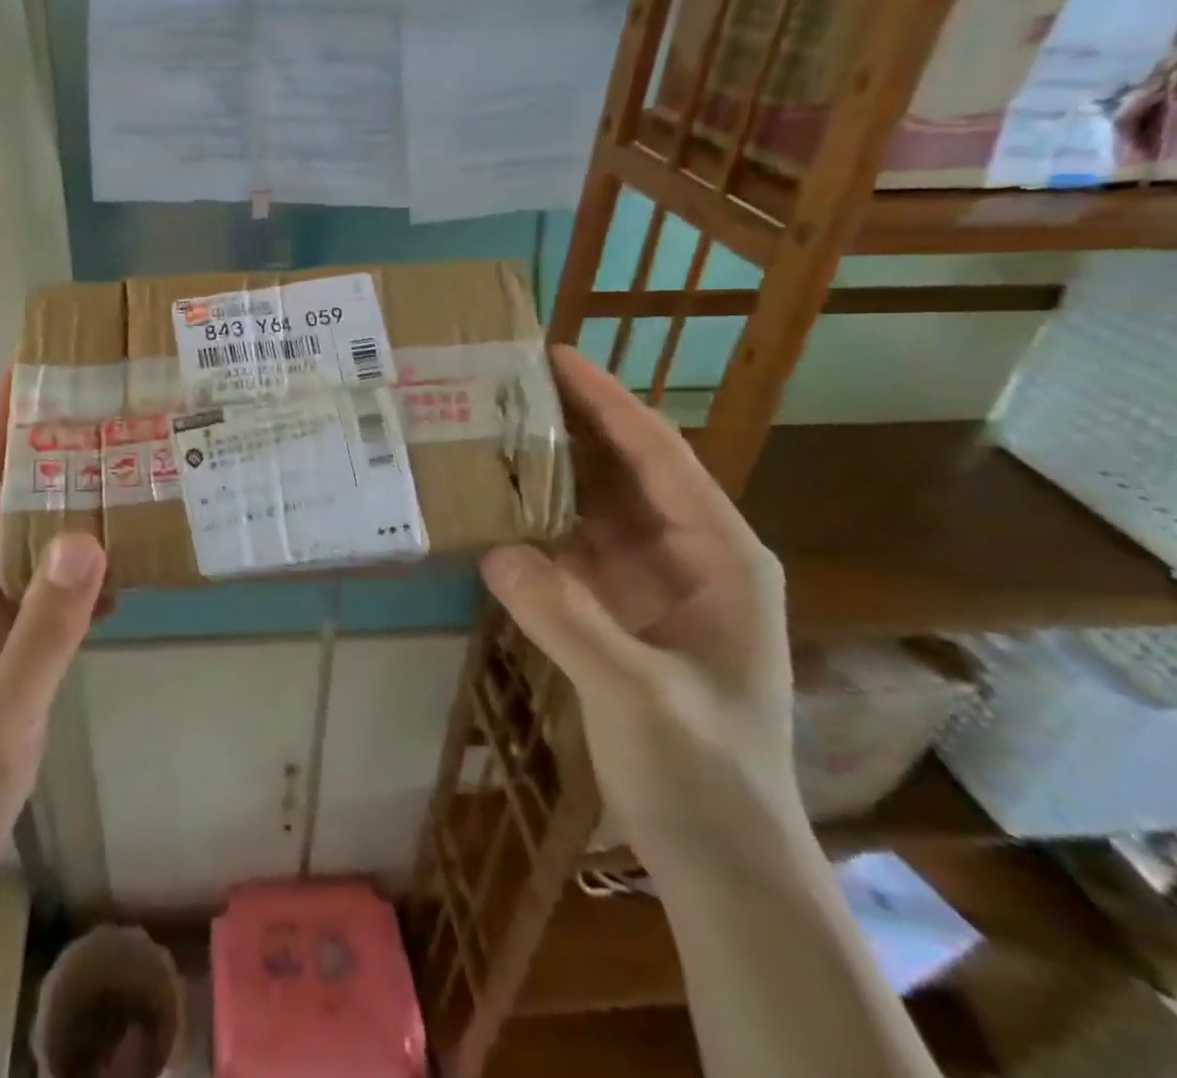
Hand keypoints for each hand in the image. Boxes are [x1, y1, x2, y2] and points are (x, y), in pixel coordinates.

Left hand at [0, 379, 107, 927]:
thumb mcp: (0, 717)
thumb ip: (44, 630)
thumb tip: (88, 536)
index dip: (2, 426)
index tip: (35, 370)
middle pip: (1, 502)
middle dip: (46, 453)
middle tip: (106, 411)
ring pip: (24, 543)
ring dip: (67, 508)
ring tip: (125, 471)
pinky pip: (38, 589)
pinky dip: (76, 570)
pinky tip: (121, 566)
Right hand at [480, 347, 798, 861]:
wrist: (721, 858)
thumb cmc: (703, 772)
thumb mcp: (638, 693)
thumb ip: (568, 618)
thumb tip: (493, 548)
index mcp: (721, 556)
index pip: (659, 455)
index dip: (609, 401)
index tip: (555, 356)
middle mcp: (689, 555)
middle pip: (626, 468)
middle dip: (573, 421)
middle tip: (506, 383)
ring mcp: (652, 583)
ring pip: (596, 504)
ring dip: (550, 466)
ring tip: (492, 428)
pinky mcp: (618, 609)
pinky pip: (572, 546)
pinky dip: (536, 520)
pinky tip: (495, 504)